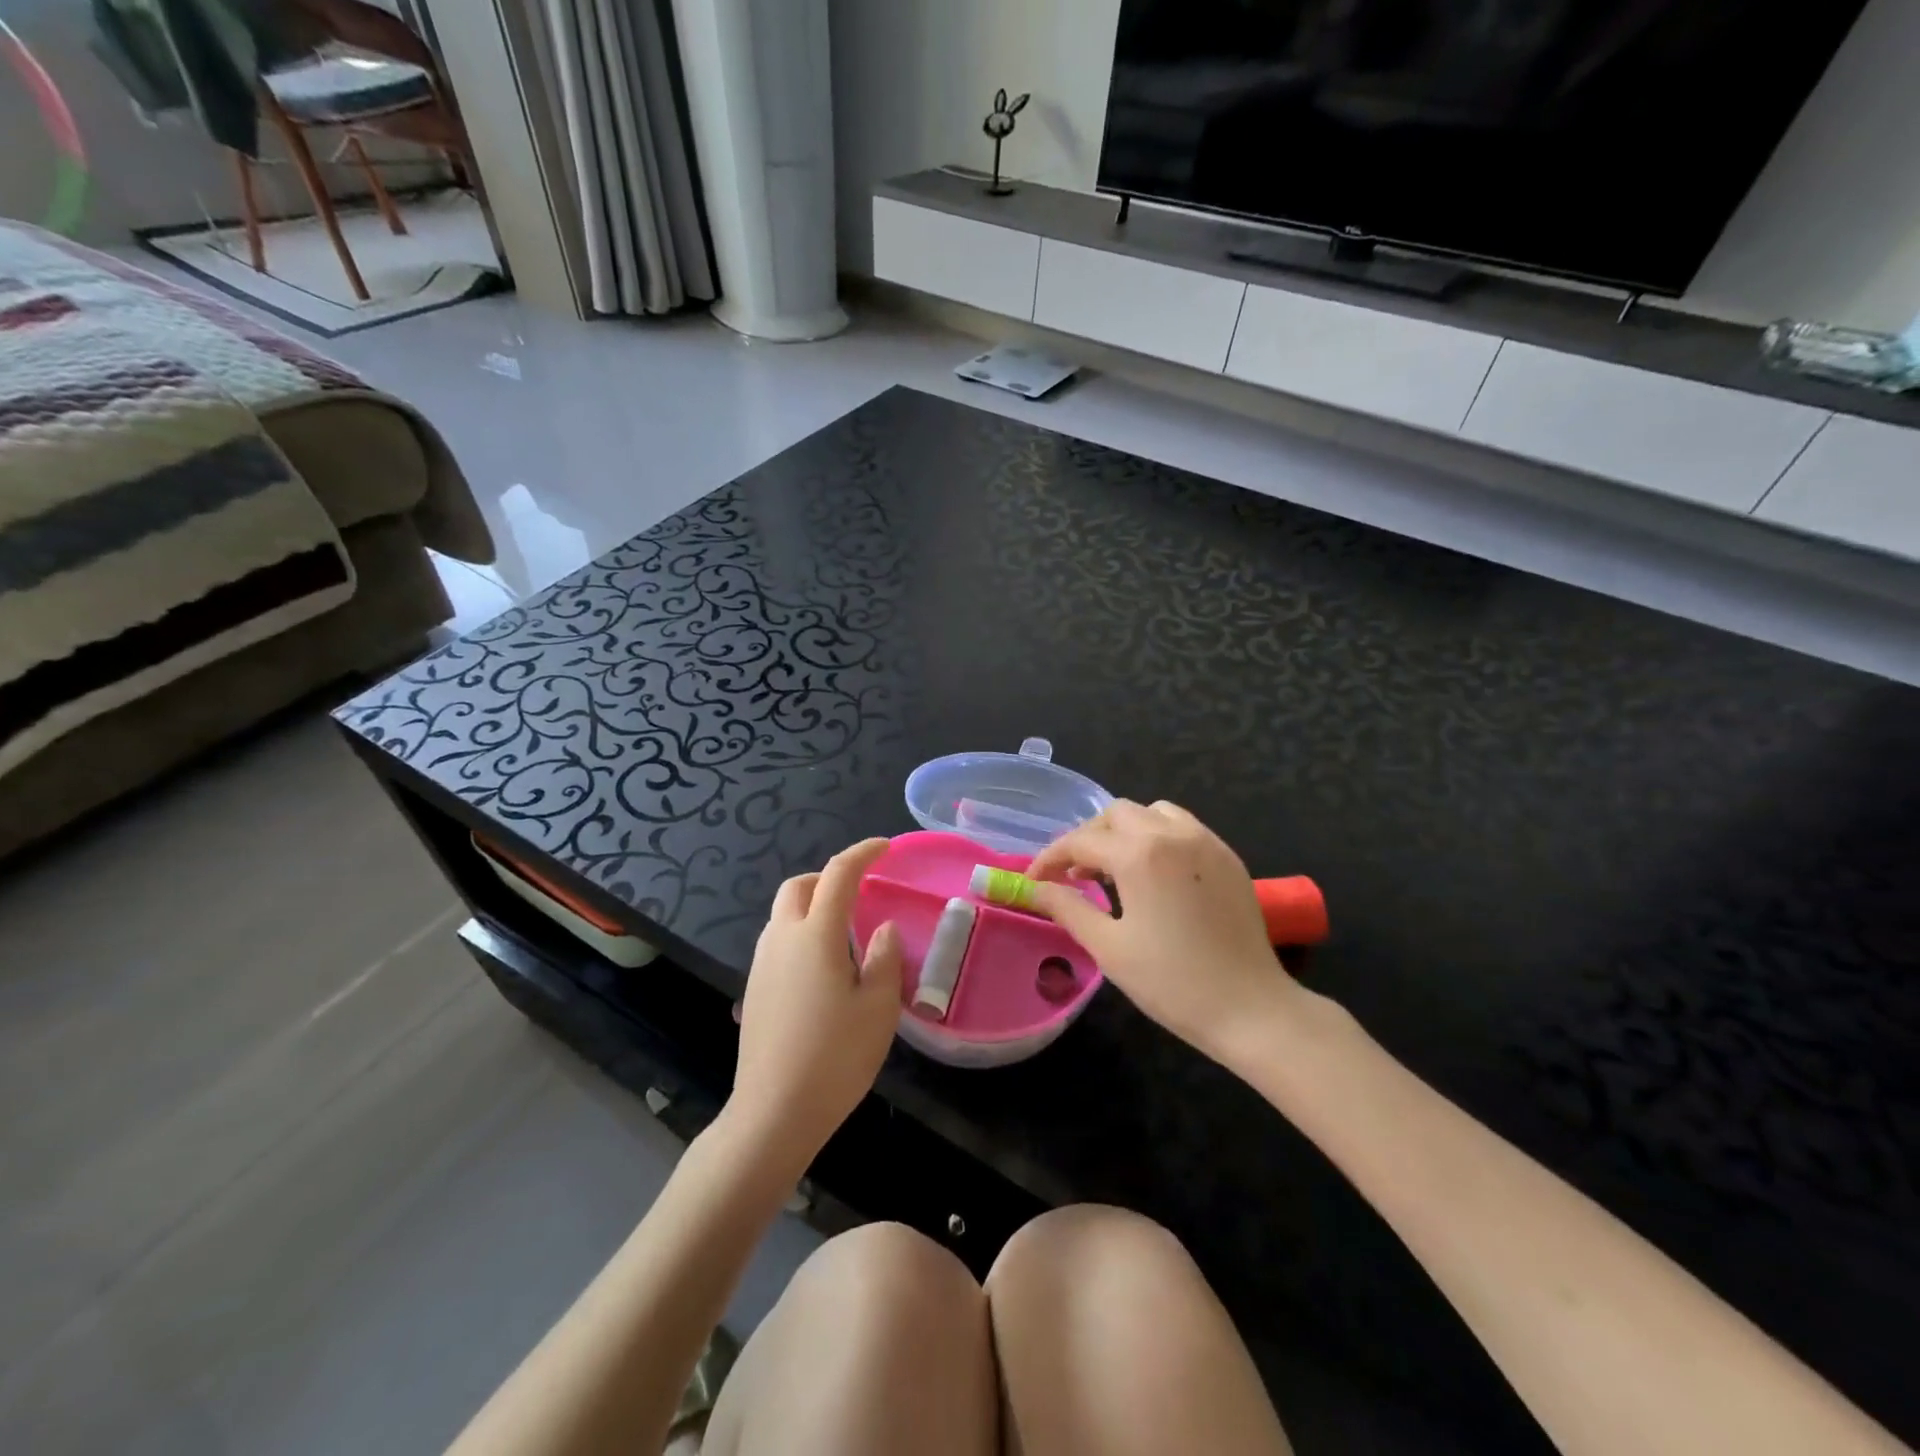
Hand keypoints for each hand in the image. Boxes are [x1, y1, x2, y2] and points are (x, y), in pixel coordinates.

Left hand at [727, 838, 902, 1175]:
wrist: (774, 1112)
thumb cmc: (835, 1057)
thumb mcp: (879, 1008)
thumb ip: (885, 958)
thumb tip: (882, 929)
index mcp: (815, 935)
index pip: (838, 874)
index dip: (863, 853)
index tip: (884, 847)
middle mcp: (781, 938)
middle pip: (798, 886)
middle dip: (828, 877)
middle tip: (859, 892)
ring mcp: (762, 964)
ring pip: (782, 913)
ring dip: (811, 905)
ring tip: (844, 931)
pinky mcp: (754, 988)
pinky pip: (777, 940)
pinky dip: (800, 932)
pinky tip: (821, 967)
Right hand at [1026, 801, 1298, 1063]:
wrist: (1250, 1009)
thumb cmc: (1171, 982)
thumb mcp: (1109, 947)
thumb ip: (1067, 908)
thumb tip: (1035, 888)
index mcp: (1140, 854)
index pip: (1081, 841)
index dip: (1050, 859)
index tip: (1034, 881)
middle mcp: (1172, 834)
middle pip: (1116, 814)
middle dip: (1088, 838)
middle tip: (1074, 875)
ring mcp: (1205, 841)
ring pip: (1152, 812)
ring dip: (1125, 831)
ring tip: (1114, 869)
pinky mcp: (1228, 856)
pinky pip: (1183, 827)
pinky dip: (1157, 836)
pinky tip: (1154, 874)